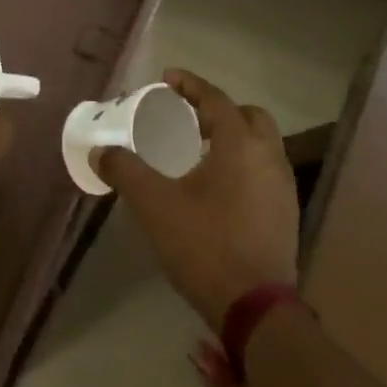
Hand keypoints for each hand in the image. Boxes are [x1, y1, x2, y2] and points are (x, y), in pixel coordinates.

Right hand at [96, 71, 298, 331]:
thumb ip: (125, 171)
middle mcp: (268, 157)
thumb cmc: (204, 244)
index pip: (216, 98)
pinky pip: (264, 171)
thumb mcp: (154, 204)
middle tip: (187, 118)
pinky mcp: (285, 214)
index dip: (190, 84)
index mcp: (240, 145)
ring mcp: (283, 187)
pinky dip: (242, 164)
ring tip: (198, 150)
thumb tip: (100, 152)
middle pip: (248, 116)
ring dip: (232, 137)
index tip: (168, 78)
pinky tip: (216, 187)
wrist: (256, 308)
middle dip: (218, 109)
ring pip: (260, 145)